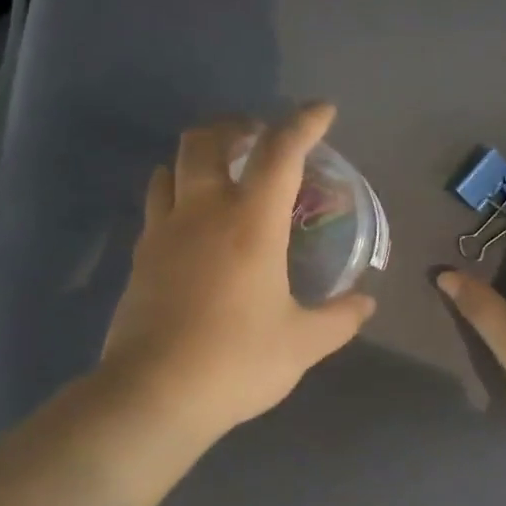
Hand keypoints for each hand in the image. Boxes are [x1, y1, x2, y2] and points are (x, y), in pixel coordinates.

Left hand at [100, 104, 377, 441]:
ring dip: (199, 157)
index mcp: (250, 223)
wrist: (155, 394)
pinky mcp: (139, 258)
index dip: (304, 123)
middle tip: (259, 139)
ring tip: (223, 175)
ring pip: (171, 167)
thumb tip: (366, 303)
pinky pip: (156, 204)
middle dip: (236, 126)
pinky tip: (193, 224)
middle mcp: (202, 212)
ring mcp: (163, 232)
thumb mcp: (304, 343)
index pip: (280, 152)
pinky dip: (177, 194)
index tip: (323, 111)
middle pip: (207, 140)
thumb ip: (340, 318)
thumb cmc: (238, 361)